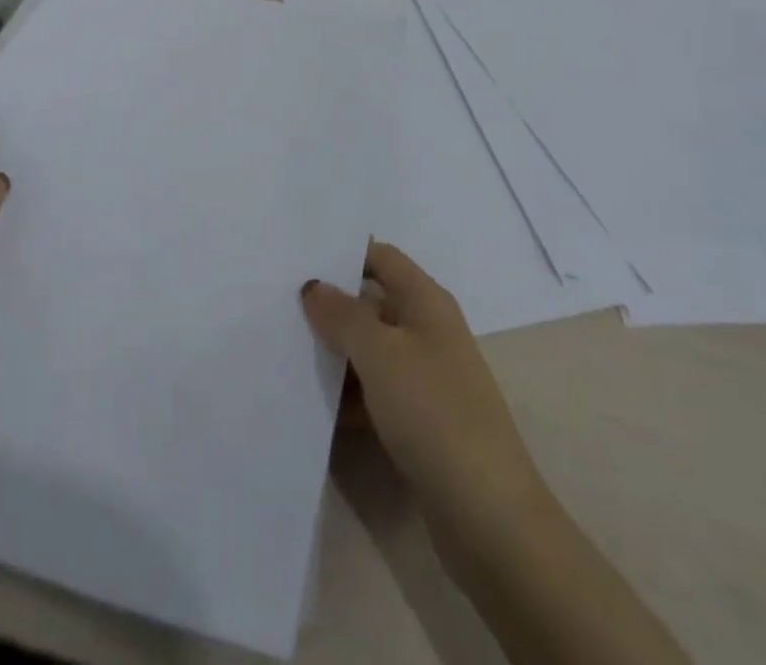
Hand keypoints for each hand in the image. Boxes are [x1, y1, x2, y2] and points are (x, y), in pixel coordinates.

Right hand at [302, 242, 547, 537]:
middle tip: (280, 305)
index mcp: (426, 301)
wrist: (486, 512)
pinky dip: (348, 393)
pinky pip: (375, 391)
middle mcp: (428, 330)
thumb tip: (314, 284)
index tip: (298, 259)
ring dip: (336, 352)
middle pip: (373, 302)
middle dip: (331, 305)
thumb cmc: (433, 411)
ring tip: (284, 350)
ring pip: (371, 349)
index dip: (344, 253)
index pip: (381, 257)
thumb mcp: (381, 353)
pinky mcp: (420, 419)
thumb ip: (343, 315)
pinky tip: (313, 404)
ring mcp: (426, 376)